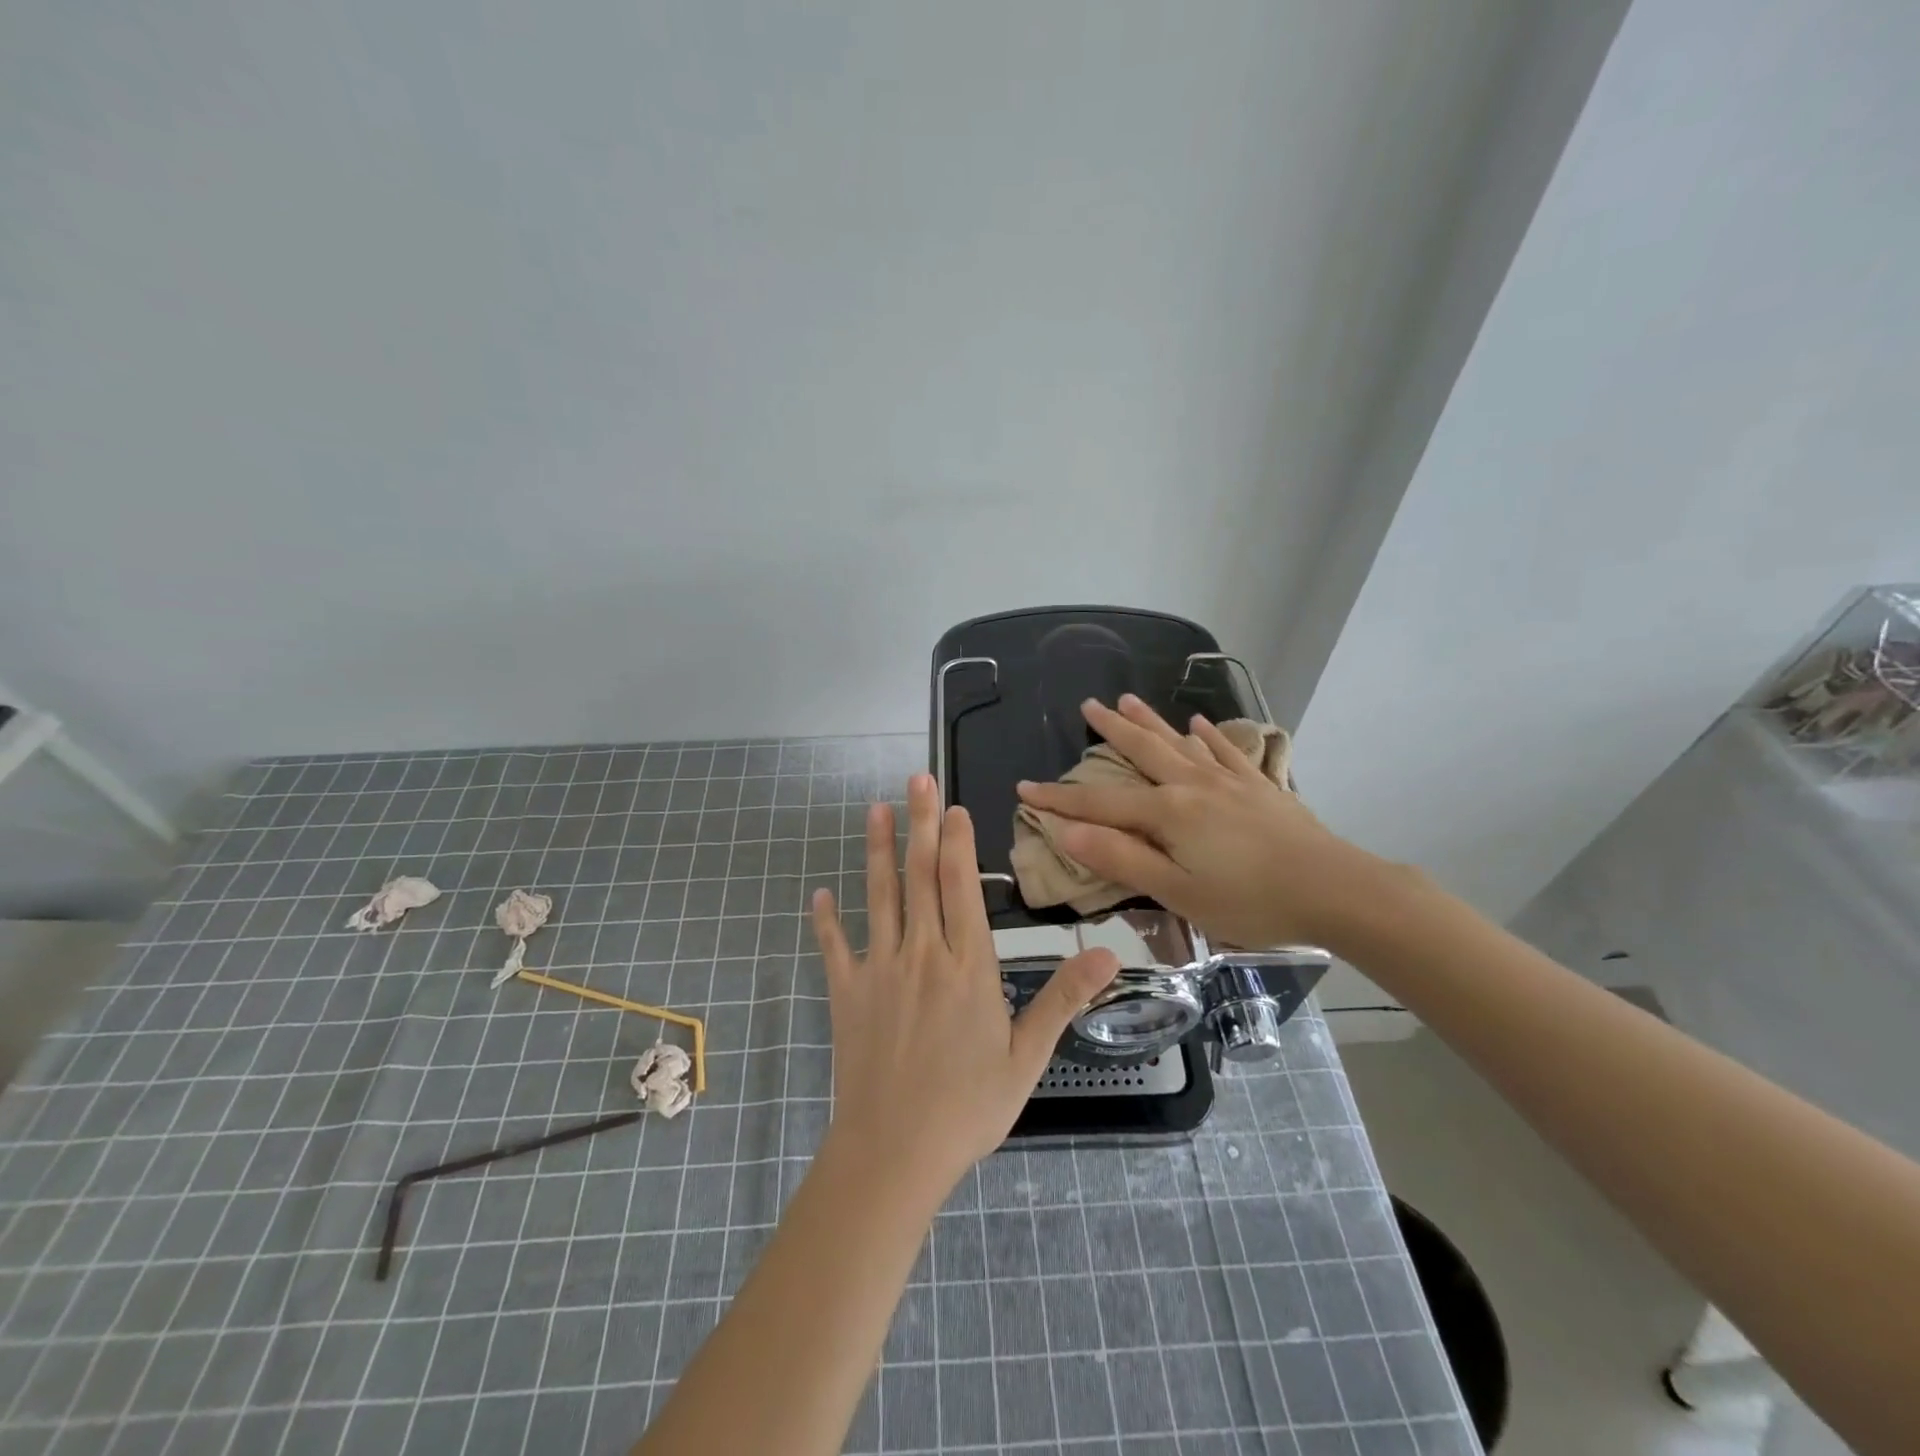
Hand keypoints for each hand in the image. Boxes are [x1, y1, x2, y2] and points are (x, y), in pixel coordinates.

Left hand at [810, 774, 1118, 1195]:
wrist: (893, 1152)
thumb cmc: (967, 1108)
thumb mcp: (1027, 1057)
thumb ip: (1063, 999)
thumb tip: (1109, 954)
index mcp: (967, 965)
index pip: (961, 887)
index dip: (957, 842)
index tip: (953, 806)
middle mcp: (922, 953)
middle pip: (920, 876)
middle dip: (920, 824)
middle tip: (915, 780)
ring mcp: (879, 969)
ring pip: (879, 896)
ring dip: (876, 850)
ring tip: (875, 811)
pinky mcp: (846, 992)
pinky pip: (834, 946)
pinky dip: (826, 919)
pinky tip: (819, 893)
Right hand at [1015, 695, 1403, 949]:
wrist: (1335, 889)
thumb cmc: (1250, 900)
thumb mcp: (1177, 890)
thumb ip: (1121, 858)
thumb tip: (1066, 832)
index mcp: (1167, 813)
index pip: (1098, 804)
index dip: (1059, 799)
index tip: (1024, 788)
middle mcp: (1192, 785)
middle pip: (1141, 751)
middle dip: (1110, 730)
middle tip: (1087, 706)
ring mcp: (1229, 781)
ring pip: (1179, 743)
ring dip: (1150, 721)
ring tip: (1128, 697)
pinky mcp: (1259, 786)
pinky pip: (1227, 751)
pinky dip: (1210, 736)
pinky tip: (1200, 724)